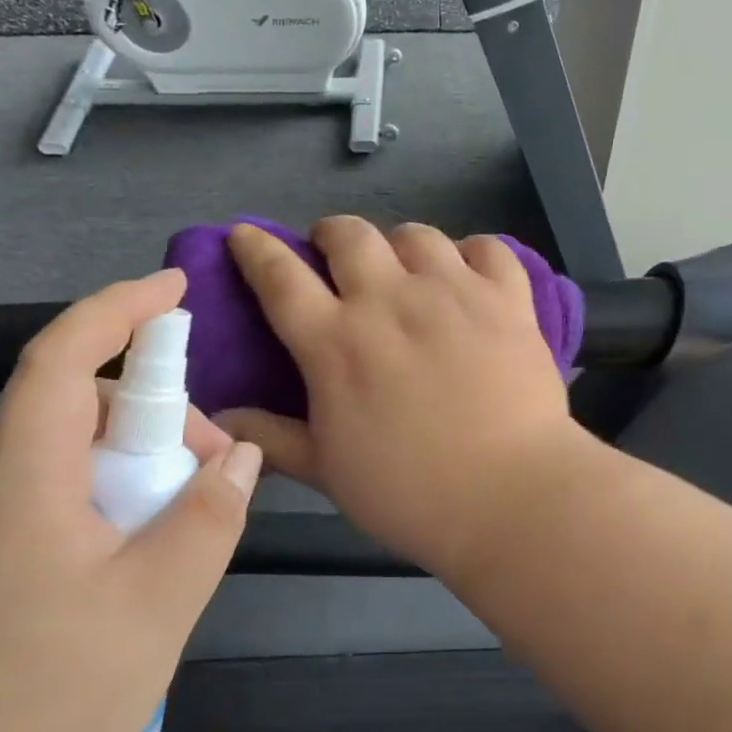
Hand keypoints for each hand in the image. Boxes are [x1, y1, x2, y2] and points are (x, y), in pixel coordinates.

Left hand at [0, 272, 262, 731]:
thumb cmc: (39, 704)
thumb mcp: (155, 607)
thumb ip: (207, 519)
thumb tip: (240, 455)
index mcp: (23, 478)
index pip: (62, 356)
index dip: (118, 308)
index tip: (176, 290)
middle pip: (78, 406)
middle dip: (157, 416)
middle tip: (214, 472)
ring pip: (71, 456)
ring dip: (138, 466)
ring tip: (184, 530)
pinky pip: (57, 497)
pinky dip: (112, 500)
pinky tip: (140, 563)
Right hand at [217, 217, 583, 572]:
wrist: (510, 496)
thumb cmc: (409, 492)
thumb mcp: (328, 471)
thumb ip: (273, 437)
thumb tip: (221, 416)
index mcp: (336, 341)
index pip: (280, 277)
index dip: (256, 249)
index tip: (246, 235)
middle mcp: (389, 300)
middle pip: (349, 235)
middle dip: (332, 236)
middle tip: (336, 258)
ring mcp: (453, 292)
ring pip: (416, 235)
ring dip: (400, 245)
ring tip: (405, 269)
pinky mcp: (507, 298)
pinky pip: (487, 248)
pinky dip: (472, 253)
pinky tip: (470, 275)